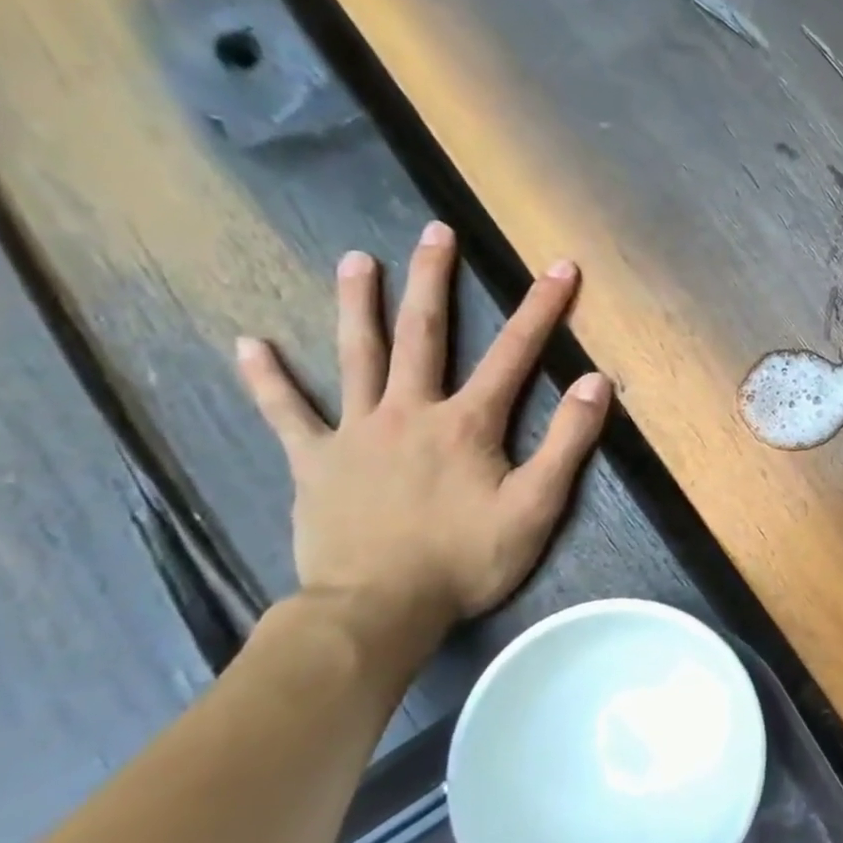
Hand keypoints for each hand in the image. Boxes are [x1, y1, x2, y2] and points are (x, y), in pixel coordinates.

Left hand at [236, 221, 611, 664]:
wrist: (376, 611)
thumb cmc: (465, 561)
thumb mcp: (536, 507)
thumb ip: (568, 443)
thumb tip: (594, 382)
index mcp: (467, 423)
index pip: (514, 353)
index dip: (541, 308)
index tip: (560, 267)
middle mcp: (410, 412)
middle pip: (423, 334)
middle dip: (433, 279)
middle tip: (435, 231)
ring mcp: (356, 433)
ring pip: (356, 356)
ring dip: (356, 304)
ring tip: (355, 260)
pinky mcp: (315, 462)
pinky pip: (287, 413)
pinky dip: (267, 379)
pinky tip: (248, 344)